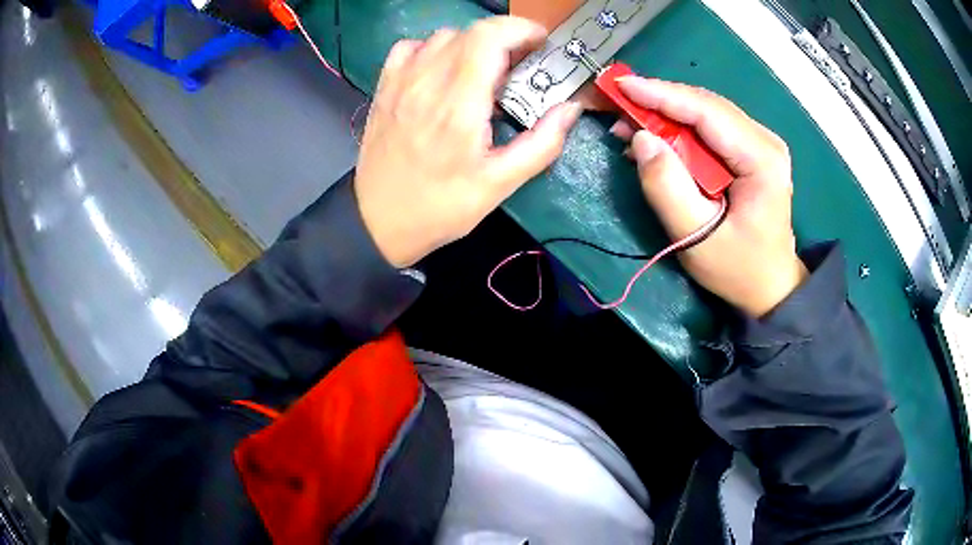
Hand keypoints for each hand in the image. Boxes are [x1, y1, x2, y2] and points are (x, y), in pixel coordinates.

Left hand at [354, 17, 583, 267]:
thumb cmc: (440, 207)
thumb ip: (541, 144)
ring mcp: (400, 83)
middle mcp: (426, 83)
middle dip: (504, 39)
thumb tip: (570, 109)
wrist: (377, 221)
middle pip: (470, 32)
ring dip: (471, 46)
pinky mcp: (384, 88)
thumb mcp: (499, 185)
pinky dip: (434, 50)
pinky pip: (411, 48)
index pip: (489, 38)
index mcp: (458, 106)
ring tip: (483, 74)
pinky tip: (442, 73)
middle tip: (519, 67)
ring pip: (442, 37)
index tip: (540, 45)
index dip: (521, 30)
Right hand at [611, 78, 807, 317]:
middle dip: (659, 102)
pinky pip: (709, 128)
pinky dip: (679, 129)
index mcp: (761, 158)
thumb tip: (641, 139)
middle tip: (617, 106)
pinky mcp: (751, 150)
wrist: (770, 286)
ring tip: (629, 126)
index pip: (706, 111)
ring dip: (666, 114)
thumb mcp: (696, 237)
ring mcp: (760, 143)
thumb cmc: (737, 268)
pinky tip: (656, 139)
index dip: (661, 94)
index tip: (621, 86)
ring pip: (705, 113)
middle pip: (705, 106)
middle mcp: (764, 140)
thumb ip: (666, 187)